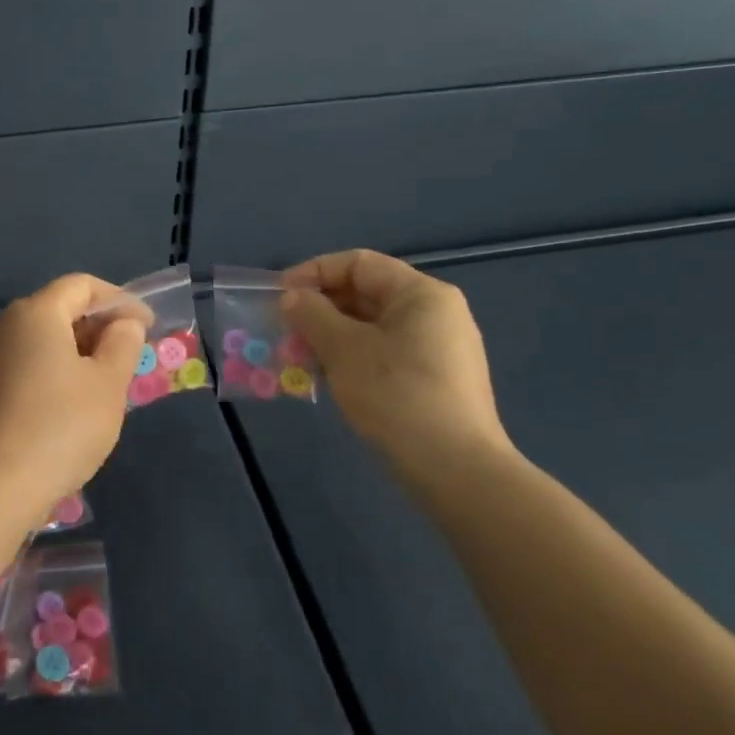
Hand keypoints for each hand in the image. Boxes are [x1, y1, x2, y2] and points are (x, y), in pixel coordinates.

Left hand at [0, 273, 145, 529]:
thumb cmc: (61, 426)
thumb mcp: (108, 383)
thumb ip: (123, 343)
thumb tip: (124, 323)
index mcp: (36, 313)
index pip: (82, 285)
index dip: (119, 300)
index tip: (146, 327)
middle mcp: (7, 326)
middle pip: (60, 308)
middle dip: (99, 325)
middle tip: (131, 355)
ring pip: (44, 338)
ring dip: (80, 350)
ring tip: (108, 379)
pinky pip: (29, 362)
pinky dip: (57, 368)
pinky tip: (75, 400)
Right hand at [281, 250, 511, 482]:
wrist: (455, 470)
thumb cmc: (396, 395)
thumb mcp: (343, 349)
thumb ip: (312, 315)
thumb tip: (292, 298)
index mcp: (421, 294)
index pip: (358, 264)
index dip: (313, 273)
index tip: (279, 297)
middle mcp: (436, 313)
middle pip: (366, 294)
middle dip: (319, 310)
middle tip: (284, 332)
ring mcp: (440, 349)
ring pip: (372, 327)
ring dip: (330, 337)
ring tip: (298, 358)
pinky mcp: (436, 381)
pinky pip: (384, 354)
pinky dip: (351, 358)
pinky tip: (327, 379)